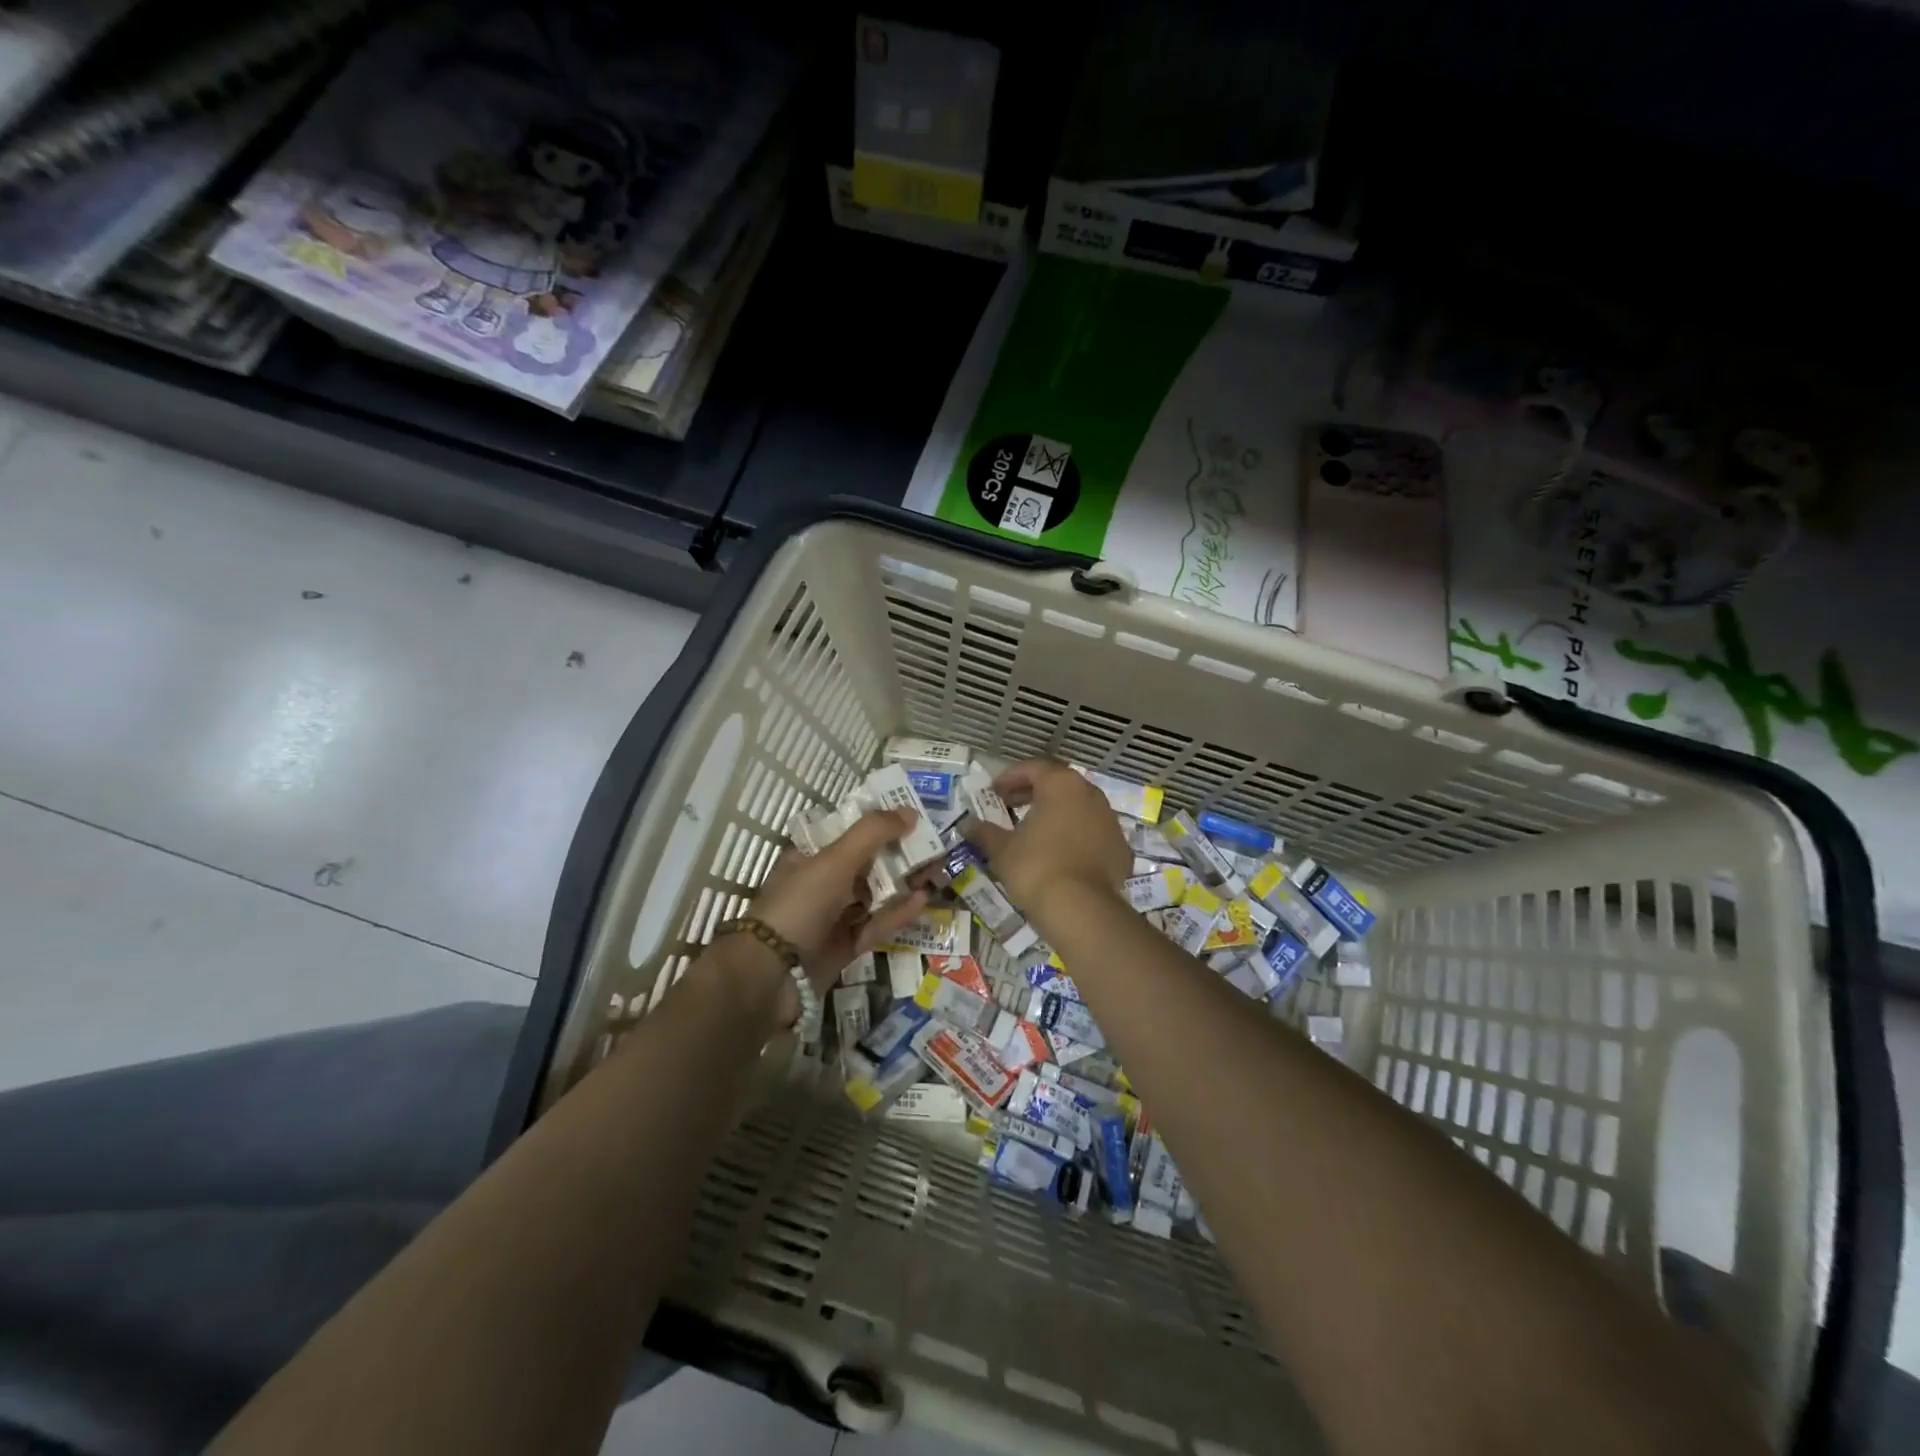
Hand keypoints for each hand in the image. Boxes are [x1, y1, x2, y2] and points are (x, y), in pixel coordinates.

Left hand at [752, 809, 929, 992]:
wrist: (771, 974)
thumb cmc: (800, 904)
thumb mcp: (835, 860)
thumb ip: (873, 833)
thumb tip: (910, 812)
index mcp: (810, 856)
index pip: (849, 832)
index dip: (880, 823)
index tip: (913, 818)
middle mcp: (822, 883)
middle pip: (868, 863)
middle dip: (900, 854)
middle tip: (935, 845)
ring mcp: (834, 916)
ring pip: (876, 894)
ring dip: (904, 882)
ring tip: (937, 869)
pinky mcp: (846, 946)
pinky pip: (877, 924)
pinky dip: (898, 912)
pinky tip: (923, 899)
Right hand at [967, 760, 1130, 921]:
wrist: (1080, 908)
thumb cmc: (1035, 867)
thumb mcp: (1002, 849)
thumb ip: (984, 832)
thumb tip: (966, 825)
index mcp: (1061, 785)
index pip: (1033, 768)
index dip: (1010, 778)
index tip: (994, 792)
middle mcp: (1090, 794)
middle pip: (1059, 784)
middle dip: (1034, 793)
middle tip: (1011, 806)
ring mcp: (1110, 821)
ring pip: (1079, 808)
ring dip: (1057, 813)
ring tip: (1036, 830)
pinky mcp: (1120, 848)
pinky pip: (1093, 833)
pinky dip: (1076, 837)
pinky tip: (1061, 854)